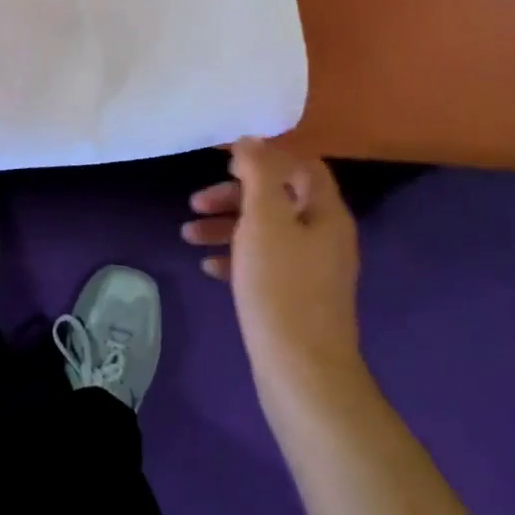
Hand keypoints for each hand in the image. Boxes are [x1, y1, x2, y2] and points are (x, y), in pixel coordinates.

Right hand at [183, 139, 363, 398]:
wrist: (302, 374)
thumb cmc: (281, 287)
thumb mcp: (265, 219)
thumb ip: (259, 173)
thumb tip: (252, 140)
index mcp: (325, 212)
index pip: (301, 165)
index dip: (264, 156)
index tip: (225, 161)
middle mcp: (325, 235)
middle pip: (278, 198)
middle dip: (235, 195)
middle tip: (196, 201)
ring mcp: (312, 270)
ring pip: (267, 232)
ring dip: (228, 226)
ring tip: (189, 235)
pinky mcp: (297, 298)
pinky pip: (265, 265)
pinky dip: (237, 258)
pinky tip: (209, 267)